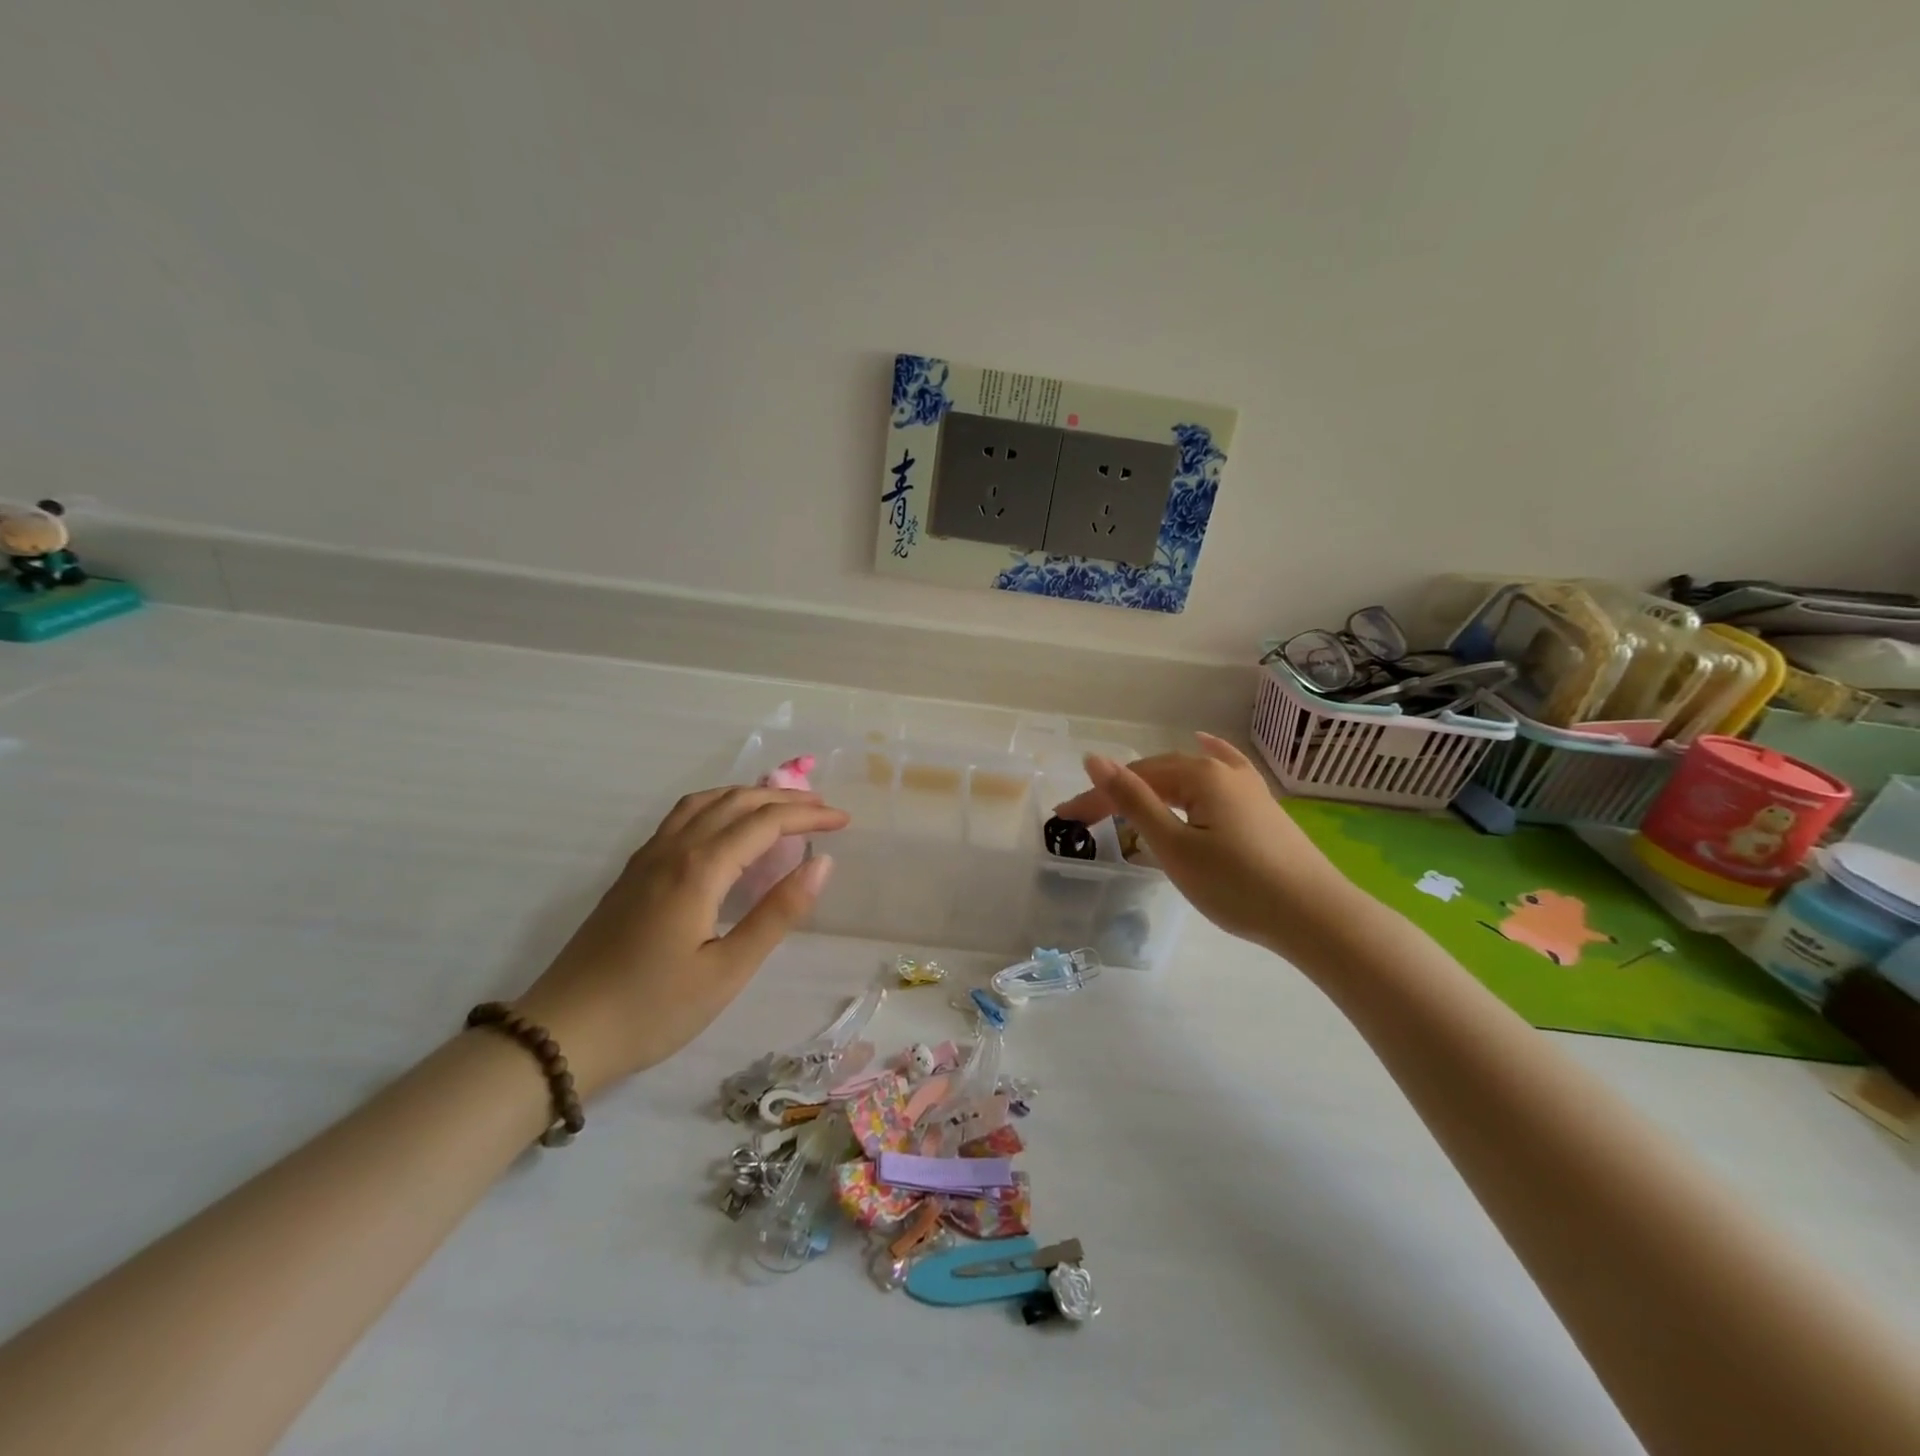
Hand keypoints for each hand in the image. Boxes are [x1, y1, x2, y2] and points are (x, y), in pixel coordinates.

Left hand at [514, 786, 848, 1095]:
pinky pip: (682, 817)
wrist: (561, 1035)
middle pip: (736, 802)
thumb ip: (777, 913)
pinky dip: (717, 806)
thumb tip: (822, 864)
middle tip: (823, 810)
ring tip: (781, 807)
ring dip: (748, 795)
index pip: (765, 823)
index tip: (845, 821)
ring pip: (704, 802)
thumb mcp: (727, 971)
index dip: (808, 816)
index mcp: (699, 869)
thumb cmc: (652, 1010)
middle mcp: (673, 849)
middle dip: (785, 799)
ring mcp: (647, 858)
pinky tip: (725, 829)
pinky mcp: (632, 873)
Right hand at [1054, 733, 1353, 955]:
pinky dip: (1207, 757)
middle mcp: (1222, 770)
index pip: (1134, 779)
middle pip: (1158, 775)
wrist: (1314, 917)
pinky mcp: (1262, 806)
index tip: (1064, 819)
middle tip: (1085, 819)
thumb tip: (1094, 758)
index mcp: (1198, 775)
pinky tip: (1204, 742)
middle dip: (1119, 793)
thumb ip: (1133, 801)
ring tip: (1124, 798)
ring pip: (1187, 776)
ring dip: (1151, 785)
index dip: (1097, 797)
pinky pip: (1225, 770)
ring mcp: (1247, 786)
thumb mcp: (1174, 846)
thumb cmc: (1236, 885)